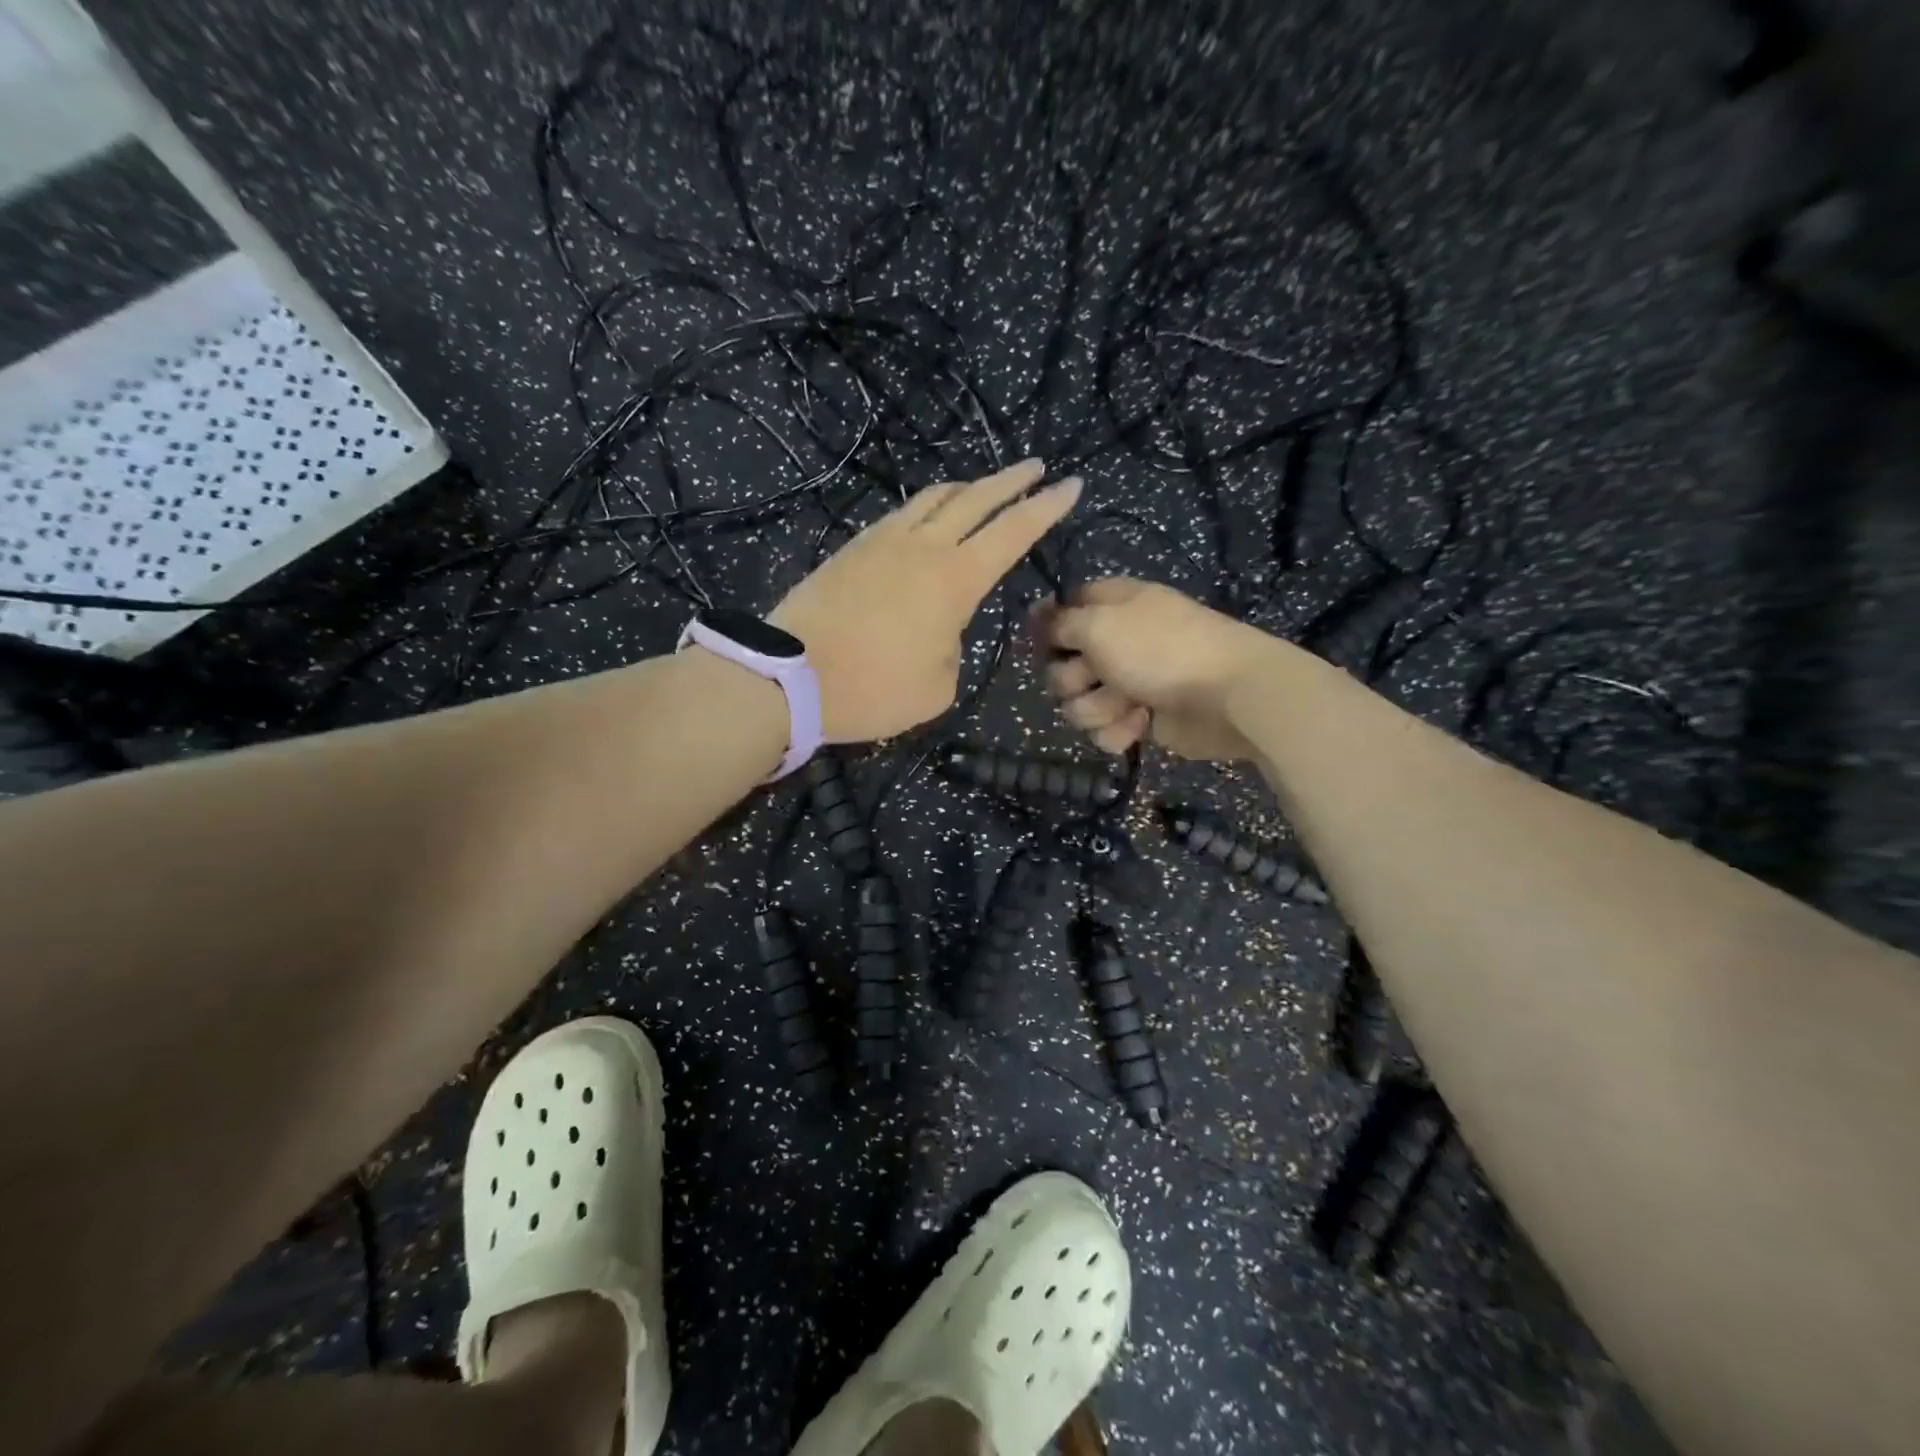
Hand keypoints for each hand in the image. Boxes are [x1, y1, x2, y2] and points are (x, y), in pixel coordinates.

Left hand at [771, 459, 1079, 741]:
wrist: (791, 678)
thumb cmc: (873, 689)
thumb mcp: (937, 686)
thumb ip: (953, 648)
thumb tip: (941, 628)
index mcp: (955, 580)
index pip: (1013, 532)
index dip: (1047, 507)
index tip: (1071, 485)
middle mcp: (924, 547)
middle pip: (976, 499)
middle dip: (1012, 481)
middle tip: (1036, 467)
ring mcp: (883, 542)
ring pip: (934, 498)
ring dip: (966, 488)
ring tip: (983, 487)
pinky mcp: (852, 548)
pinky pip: (901, 514)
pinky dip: (926, 507)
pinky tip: (927, 515)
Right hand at [1035, 579, 1282, 759]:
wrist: (1225, 695)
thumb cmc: (1160, 649)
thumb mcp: (1099, 624)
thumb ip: (1061, 623)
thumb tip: (1038, 617)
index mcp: (1110, 606)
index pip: (1064, 610)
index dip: (1049, 628)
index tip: (1042, 644)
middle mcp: (1115, 642)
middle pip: (1062, 665)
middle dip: (1072, 679)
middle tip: (1094, 677)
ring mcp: (1127, 682)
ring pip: (1079, 703)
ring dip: (1097, 708)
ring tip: (1127, 705)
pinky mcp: (1138, 718)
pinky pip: (1104, 729)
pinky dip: (1118, 730)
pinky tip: (1140, 724)